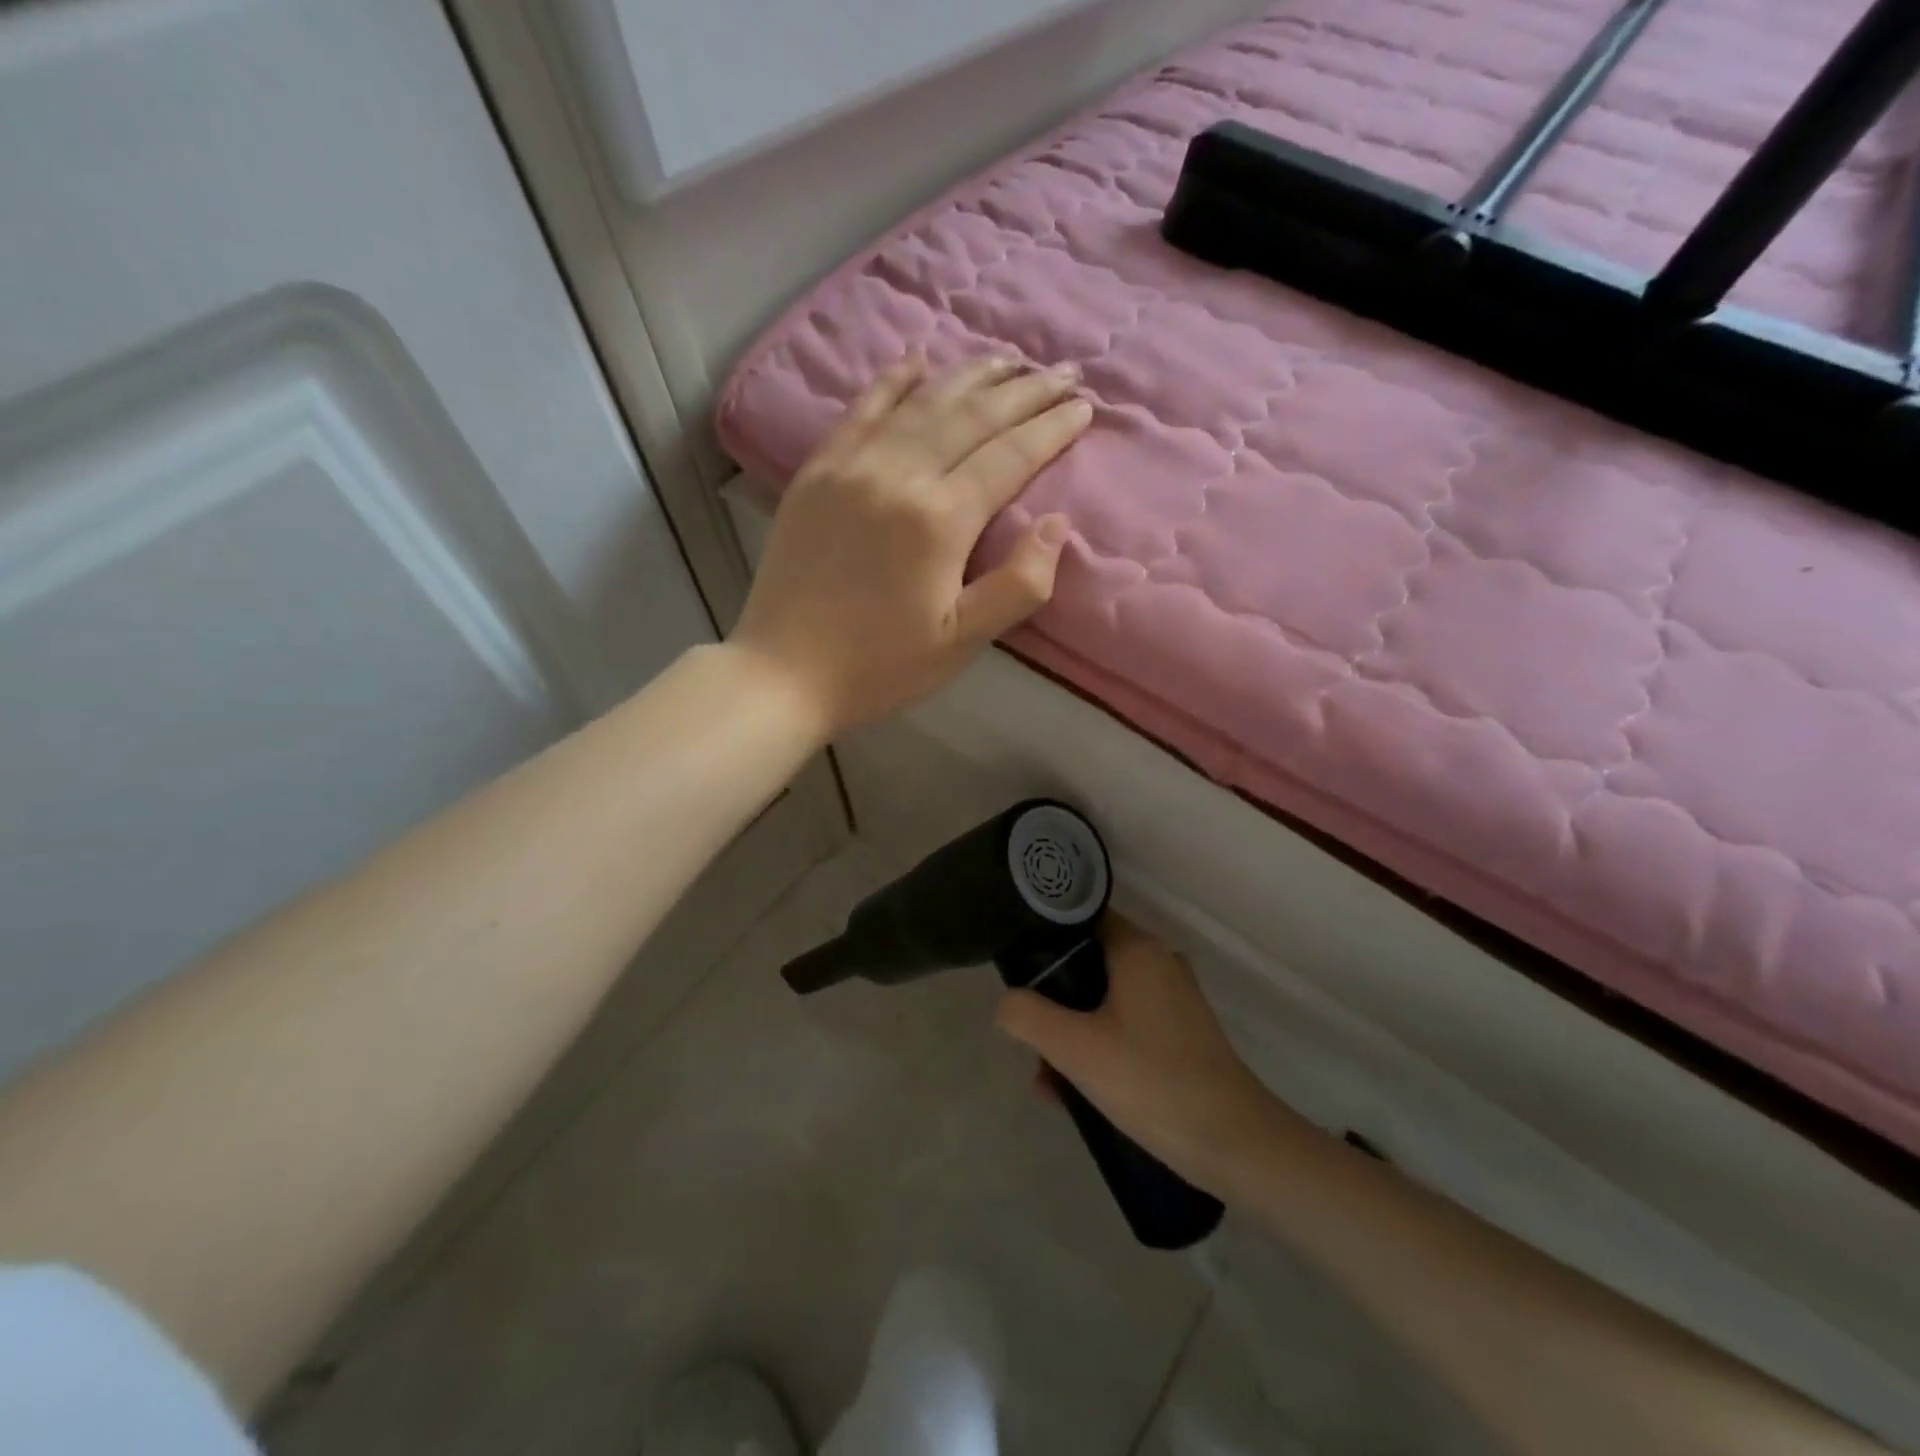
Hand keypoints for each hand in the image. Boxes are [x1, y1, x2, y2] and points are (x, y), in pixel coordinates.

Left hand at [731, 356, 1091, 734]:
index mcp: (940, 519)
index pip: (1009, 456)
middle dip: (1024, 391)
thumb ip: (1019, 584)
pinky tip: (918, 359)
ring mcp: (851, 466)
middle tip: (1062, 371)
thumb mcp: (962, 642)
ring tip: (1008, 359)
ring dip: (971, 376)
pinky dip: (894, 381)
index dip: (1051, 429)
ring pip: (922, 402)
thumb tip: (1058, 524)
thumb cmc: (881, 665)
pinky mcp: (816, 471)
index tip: (1084, 407)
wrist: (784, 672)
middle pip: (972, 416)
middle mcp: (898, 474)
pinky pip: (862, 409)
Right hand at [996, 915, 1290, 1198]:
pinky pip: (1126, 1024)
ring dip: (1072, 1030)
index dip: (1044, 935)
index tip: (1016, 965)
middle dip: (1053, 998)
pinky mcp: (1181, 1033)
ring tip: (1046, 1077)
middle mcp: (1158, 962)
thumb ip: (1028, 1017)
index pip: (1081, 917)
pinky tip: (1075, 1092)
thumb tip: (1006, 1003)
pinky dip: (1099, 1045)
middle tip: (1029, 1034)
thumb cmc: (1151, 1081)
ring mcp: (1174, 999)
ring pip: (1105, 999)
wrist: (1235, 1144)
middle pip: (1089, 962)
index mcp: (1138, 950)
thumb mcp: (1075, 1048)